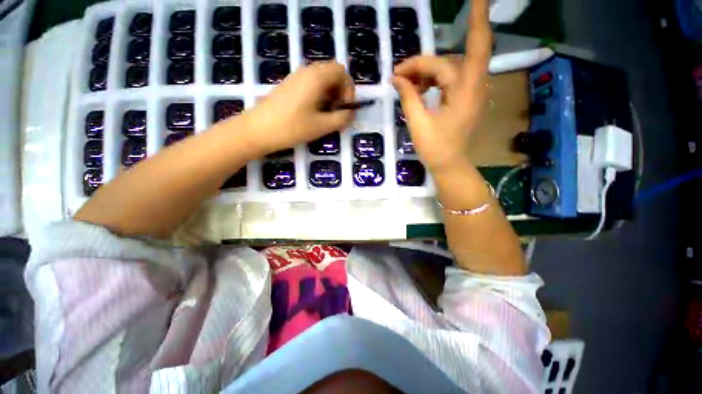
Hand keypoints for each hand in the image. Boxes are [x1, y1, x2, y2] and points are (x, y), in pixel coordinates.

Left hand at [244, 61, 354, 154]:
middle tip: (337, 111)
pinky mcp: (289, 85)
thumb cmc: (292, 127)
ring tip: (327, 114)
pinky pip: (311, 84)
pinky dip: (319, 95)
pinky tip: (314, 111)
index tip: (345, 108)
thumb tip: (351, 113)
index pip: (342, 71)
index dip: (349, 89)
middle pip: (332, 73)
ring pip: (322, 79)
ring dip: (330, 94)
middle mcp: (307, 71)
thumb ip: (342, 118)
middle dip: (340, 91)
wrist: (258, 129)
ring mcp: (296, 77)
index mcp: (317, 77)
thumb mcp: (322, 126)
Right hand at [391, 0, 490, 173]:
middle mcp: (473, 88)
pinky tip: (418, 89)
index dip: (466, 27)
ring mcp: (470, 93)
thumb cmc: (434, 149)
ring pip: (449, 70)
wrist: (449, 165)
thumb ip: (408, 96)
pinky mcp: (464, 99)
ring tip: (405, 83)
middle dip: (424, 64)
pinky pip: (449, 81)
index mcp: (466, 93)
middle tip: (400, 73)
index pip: (455, 58)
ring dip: (426, 73)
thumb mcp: (418, 122)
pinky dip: (432, 81)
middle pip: (450, 62)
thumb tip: (396, 77)